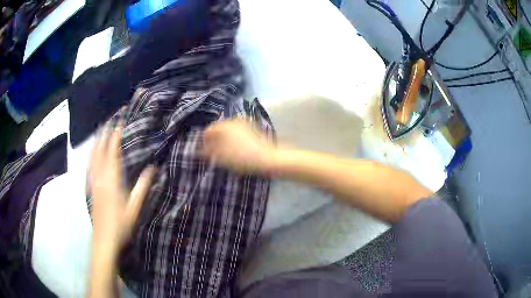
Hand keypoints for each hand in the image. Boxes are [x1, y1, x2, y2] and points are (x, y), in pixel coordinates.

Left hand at [89, 123, 155, 252]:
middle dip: (105, 133)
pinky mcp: (90, 188)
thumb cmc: (120, 225)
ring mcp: (93, 182)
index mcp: (112, 179)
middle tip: (110, 120)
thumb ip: (142, 187)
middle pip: (100, 150)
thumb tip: (152, 168)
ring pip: (92, 156)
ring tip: (99, 130)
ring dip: (96, 141)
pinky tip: (91, 153)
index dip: (115, 135)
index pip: (112, 151)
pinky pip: (89, 166)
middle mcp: (100, 177)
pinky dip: (90, 155)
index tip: (120, 121)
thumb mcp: (135, 208)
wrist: (103, 239)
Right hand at [202, 119, 276, 173]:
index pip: (208, 131)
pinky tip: (236, 149)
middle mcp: (233, 121)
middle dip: (214, 139)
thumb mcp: (221, 157)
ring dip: (223, 139)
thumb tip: (199, 149)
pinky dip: (233, 139)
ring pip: (227, 131)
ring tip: (225, 152)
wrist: (267, 159)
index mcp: (224, 126)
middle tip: (214, 153)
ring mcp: (243, 124)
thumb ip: (208, 151)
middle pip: (218, 129)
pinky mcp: (251, 129)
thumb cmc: (242, 158)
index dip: (204, 141)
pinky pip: (236, 132)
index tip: (204, 151)